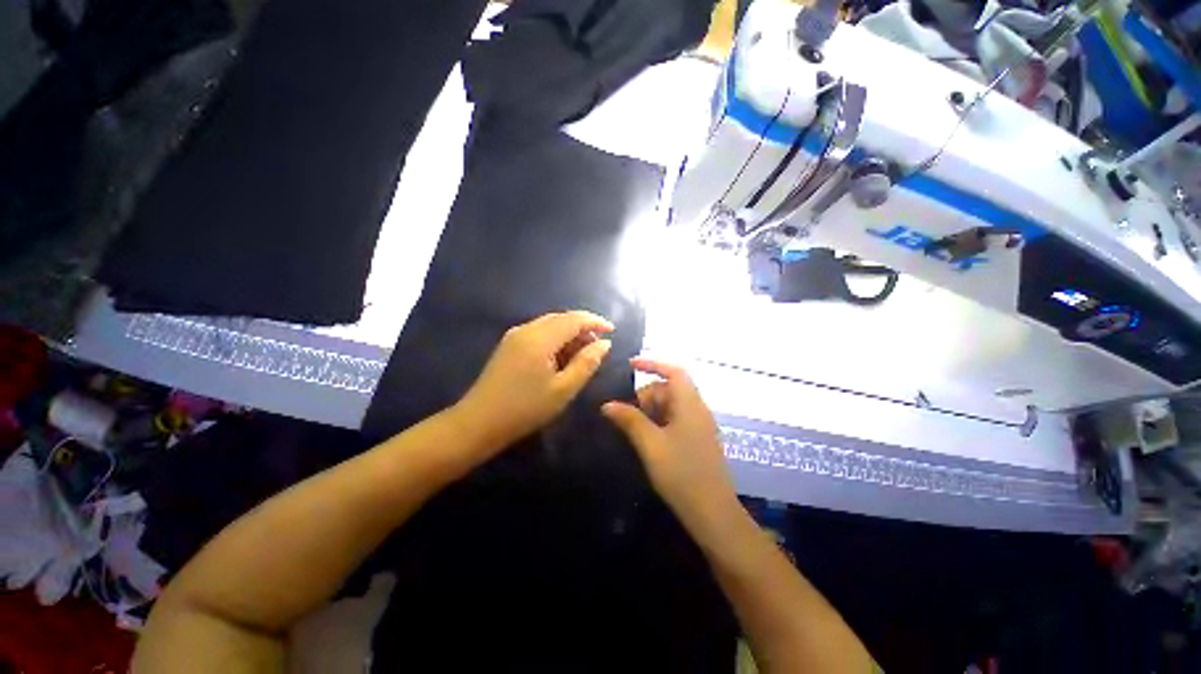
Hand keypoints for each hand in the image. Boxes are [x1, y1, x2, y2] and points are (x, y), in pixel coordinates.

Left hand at [454, 311, 614, 450]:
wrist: (479, 422)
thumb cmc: (525, 409)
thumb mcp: (563, 389)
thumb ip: (587, 363)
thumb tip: (605, 344)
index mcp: (540, 338)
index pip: (574, 319)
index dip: (595, 322)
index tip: (613, 330)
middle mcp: (527, 329)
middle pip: (562, 318)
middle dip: (583, 328)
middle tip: (599, 347)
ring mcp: (515, 335)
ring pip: (550, 324)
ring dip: (569, 334)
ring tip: (583, 354)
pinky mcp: (509, 344)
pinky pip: (539, 333)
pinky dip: (556, 339)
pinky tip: (562, 357)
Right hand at [602, 358, 740, 533]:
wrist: (713, 513)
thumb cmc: (681, 474)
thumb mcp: (650, 445)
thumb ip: (629, 420)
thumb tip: (607, 404)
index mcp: (690, 404)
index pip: (674, 371)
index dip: (652, 363)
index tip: (630, 365)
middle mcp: (697, 409)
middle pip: (670, 388)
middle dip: (646, 395)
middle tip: (626, 413)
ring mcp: (699, 425)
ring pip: (671, 405)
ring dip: (651, 410)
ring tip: (634, 428)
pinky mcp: (698, 439)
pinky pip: (676, 419)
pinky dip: (659, 421)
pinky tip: (648, 438)